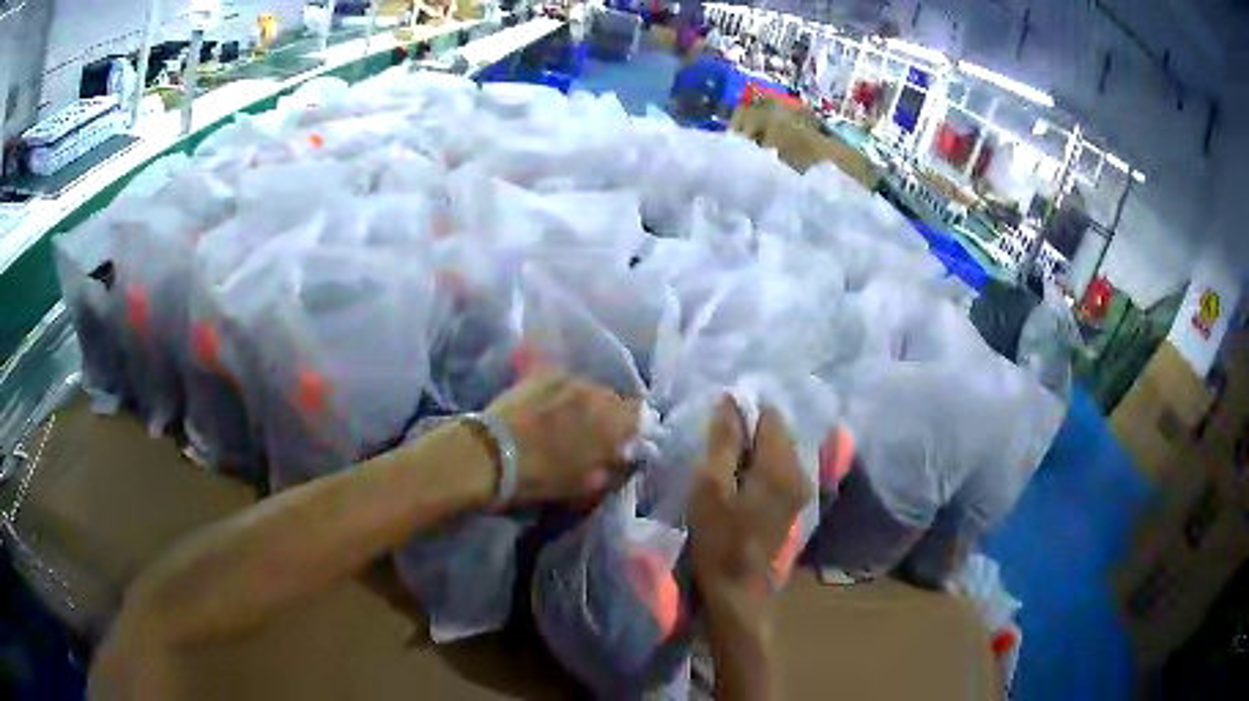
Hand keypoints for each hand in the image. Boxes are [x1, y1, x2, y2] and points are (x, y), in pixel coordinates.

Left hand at [486, 372, 638, 503]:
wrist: (489, 454)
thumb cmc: (540, 475)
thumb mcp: (585, 483)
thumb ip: (611, 466)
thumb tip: (622, 455)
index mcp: (610, 420)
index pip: (638, 414)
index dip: (634, 428)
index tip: (625, 442)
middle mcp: (593, 392)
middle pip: (613, 398)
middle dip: (609, 414)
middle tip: (596, 433)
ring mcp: (564, 379)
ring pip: (587, 388)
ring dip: (585, 402)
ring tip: (569, 419)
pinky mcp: (539, 374)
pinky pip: (562, 381)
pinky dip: (563, 393)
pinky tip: (550, 406)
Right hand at [689, 397, 808, 616]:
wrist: (739, 589)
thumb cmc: (719, 539)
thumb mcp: (711, 488)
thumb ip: (723, 442)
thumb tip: (729, 400)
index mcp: (780, 465)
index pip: (770, 416)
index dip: (744, 410)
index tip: (718, 421)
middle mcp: (799, 471)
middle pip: (778, 432)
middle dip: (750, 429)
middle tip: (717, 441)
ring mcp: (800, 489)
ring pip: (779, 450)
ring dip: (755, 448)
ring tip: (725, 459)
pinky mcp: (794, 503)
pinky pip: (780, 468)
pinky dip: (761, 464)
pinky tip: (740, 479)